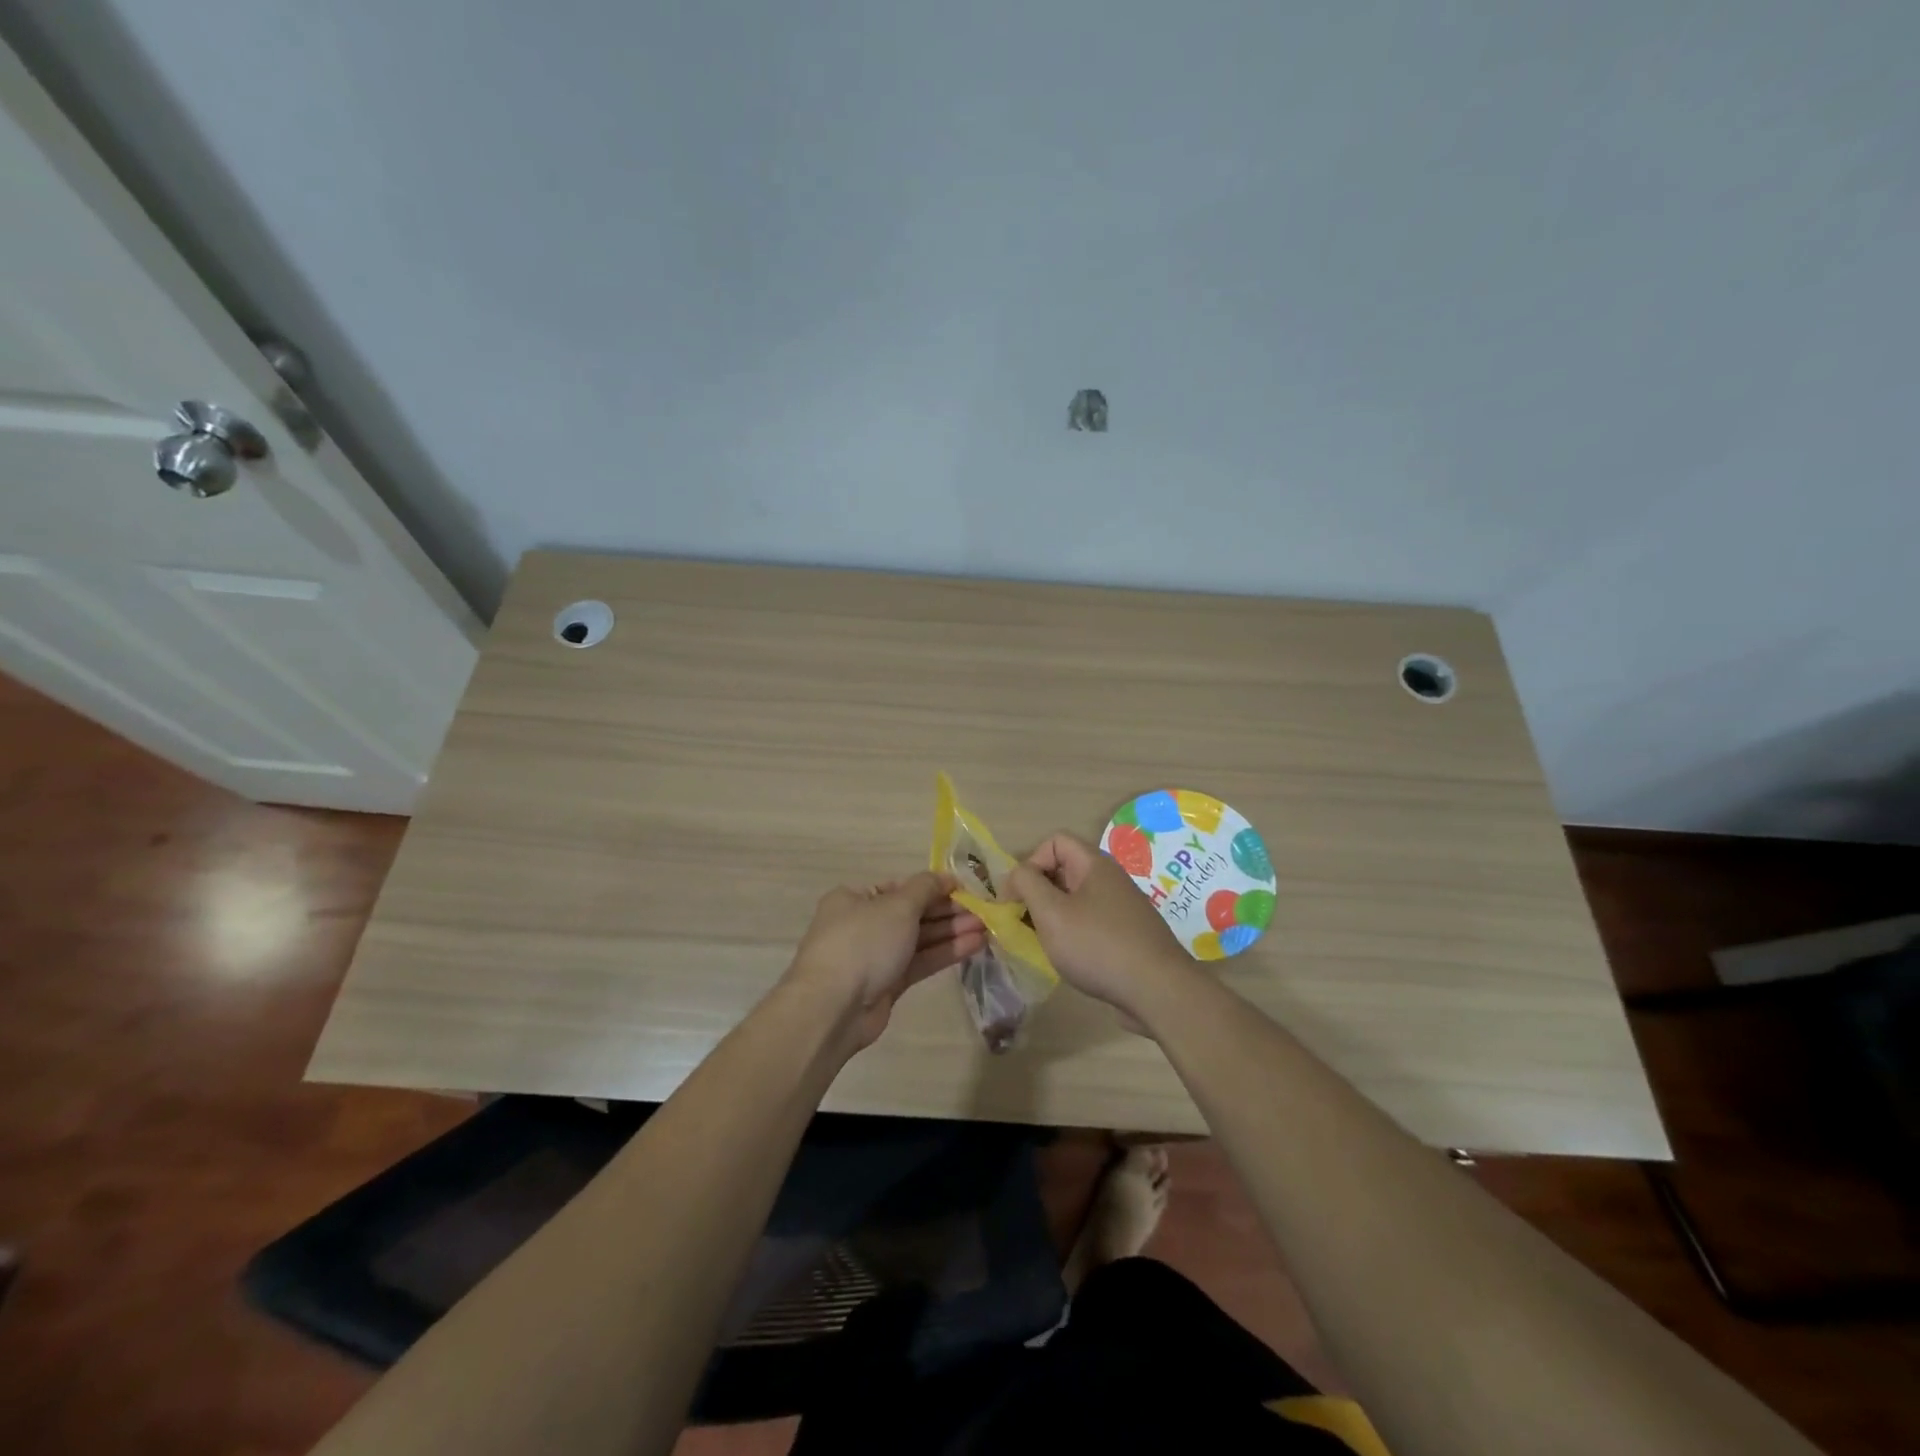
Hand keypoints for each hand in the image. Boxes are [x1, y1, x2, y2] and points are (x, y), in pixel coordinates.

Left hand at [782, 872, 984, 1049]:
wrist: (835, 1007)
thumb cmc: (864, 942)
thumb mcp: (897, 905)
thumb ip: (925, 888)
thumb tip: (945, 877)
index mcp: (855, 898)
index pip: (901, 888)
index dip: (934, 887)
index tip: (966, 890)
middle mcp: (863, 924)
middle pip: (913, 913)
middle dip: (948, 912)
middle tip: (984, 911)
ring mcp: (875, 956)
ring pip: (919, 939)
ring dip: (951, 932)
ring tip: (987, 928)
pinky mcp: (887, 984)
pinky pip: (920, 962)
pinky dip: (945, 953)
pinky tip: (974, 946)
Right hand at [1007, 833, 1193, 1027]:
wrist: (1158, 990)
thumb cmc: (1098, 945)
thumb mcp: (1051, 913)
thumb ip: (1027, 885)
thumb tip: (1017, 875)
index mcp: (1094, 864)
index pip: (1054, 842)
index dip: (1030, 863)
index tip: (1015, 897)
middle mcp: (1110, 879)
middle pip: (1064, 869)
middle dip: (1038, 891)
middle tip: (1022, 921)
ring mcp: (1121, 907)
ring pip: (1076, 898)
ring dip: (1053, 915)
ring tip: (1040, 941)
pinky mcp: (1127, 934)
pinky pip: (1091, 921)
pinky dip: (1073, 932)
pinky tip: (1068, 957)